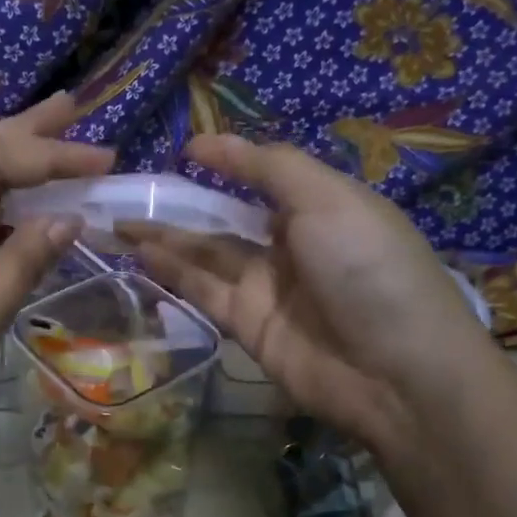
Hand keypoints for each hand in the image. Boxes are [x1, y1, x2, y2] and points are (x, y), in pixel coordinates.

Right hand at [121, 134, 489, 449]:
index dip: (227, 161)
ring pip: (207, 255)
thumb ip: (269, 168)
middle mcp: (291, 244)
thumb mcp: (328, 199)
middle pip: (227, 218)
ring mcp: (268, 287)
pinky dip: (173, 273)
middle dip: (182, 205)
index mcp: (321, 207)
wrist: (396, 372)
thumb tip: (211, 143)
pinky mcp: (248, 326)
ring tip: (120, 223)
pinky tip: (141, 254)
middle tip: (132, 192)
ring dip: (166, 239)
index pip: (264, 176)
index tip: (184, 150)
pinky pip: (204, 291)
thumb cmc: (367, 268)